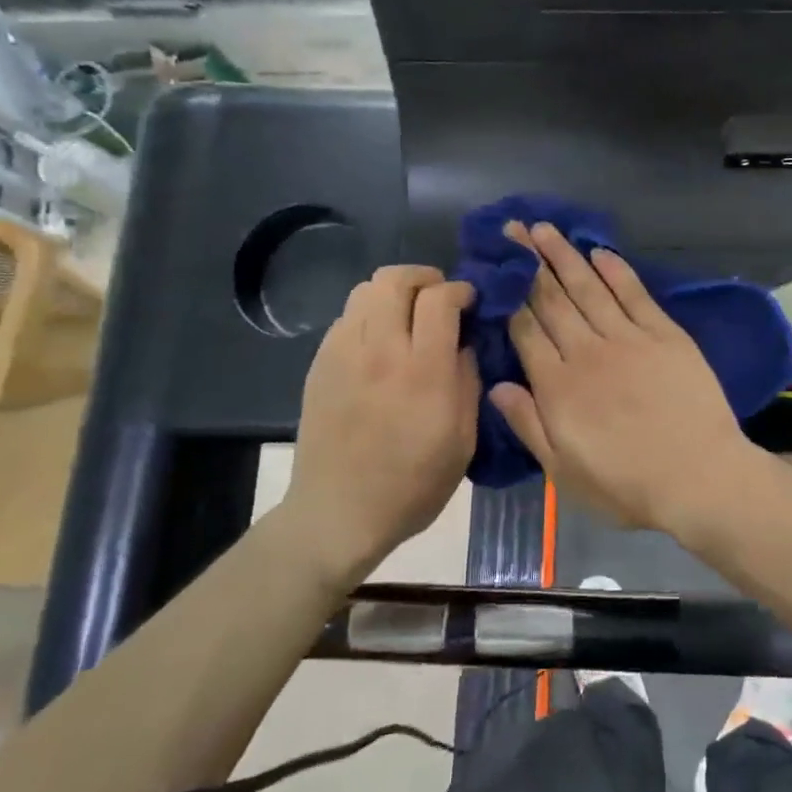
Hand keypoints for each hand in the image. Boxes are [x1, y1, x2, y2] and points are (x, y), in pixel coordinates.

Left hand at [281, 265, 478, 582]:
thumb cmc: (413, 484)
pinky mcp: (320, 364)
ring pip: (366, 289)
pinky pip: (347, 317)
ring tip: (409, 316)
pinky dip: (370, 314)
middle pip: (396, 279)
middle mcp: (381, 351)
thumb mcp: (463, 439)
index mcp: (423, 371)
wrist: (338, 513)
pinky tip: (381, 343)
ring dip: (394, 292)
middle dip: (426, 278)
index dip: (460, 290)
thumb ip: (468, 380)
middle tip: (440, 300)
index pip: (440, 298)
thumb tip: (465, 343)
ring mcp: (343, 354)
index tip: (471, 303)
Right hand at [489, 222, 760, 530]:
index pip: (526, 331)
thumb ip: (528, 425)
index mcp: (558, 387)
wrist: (699, 478)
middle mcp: (587, 352)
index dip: (509, 298)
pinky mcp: (665, 335)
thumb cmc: (626, 485)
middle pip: (552, 300)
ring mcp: (628, 339)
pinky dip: (616, 271)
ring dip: (564, 257)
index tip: (497, 270)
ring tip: (544, 229)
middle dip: (529, 264)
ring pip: (588, 288)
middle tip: (512, 229)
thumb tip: (494, 385)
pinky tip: (599, 252)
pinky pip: (635, 295)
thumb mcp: (563, 472)